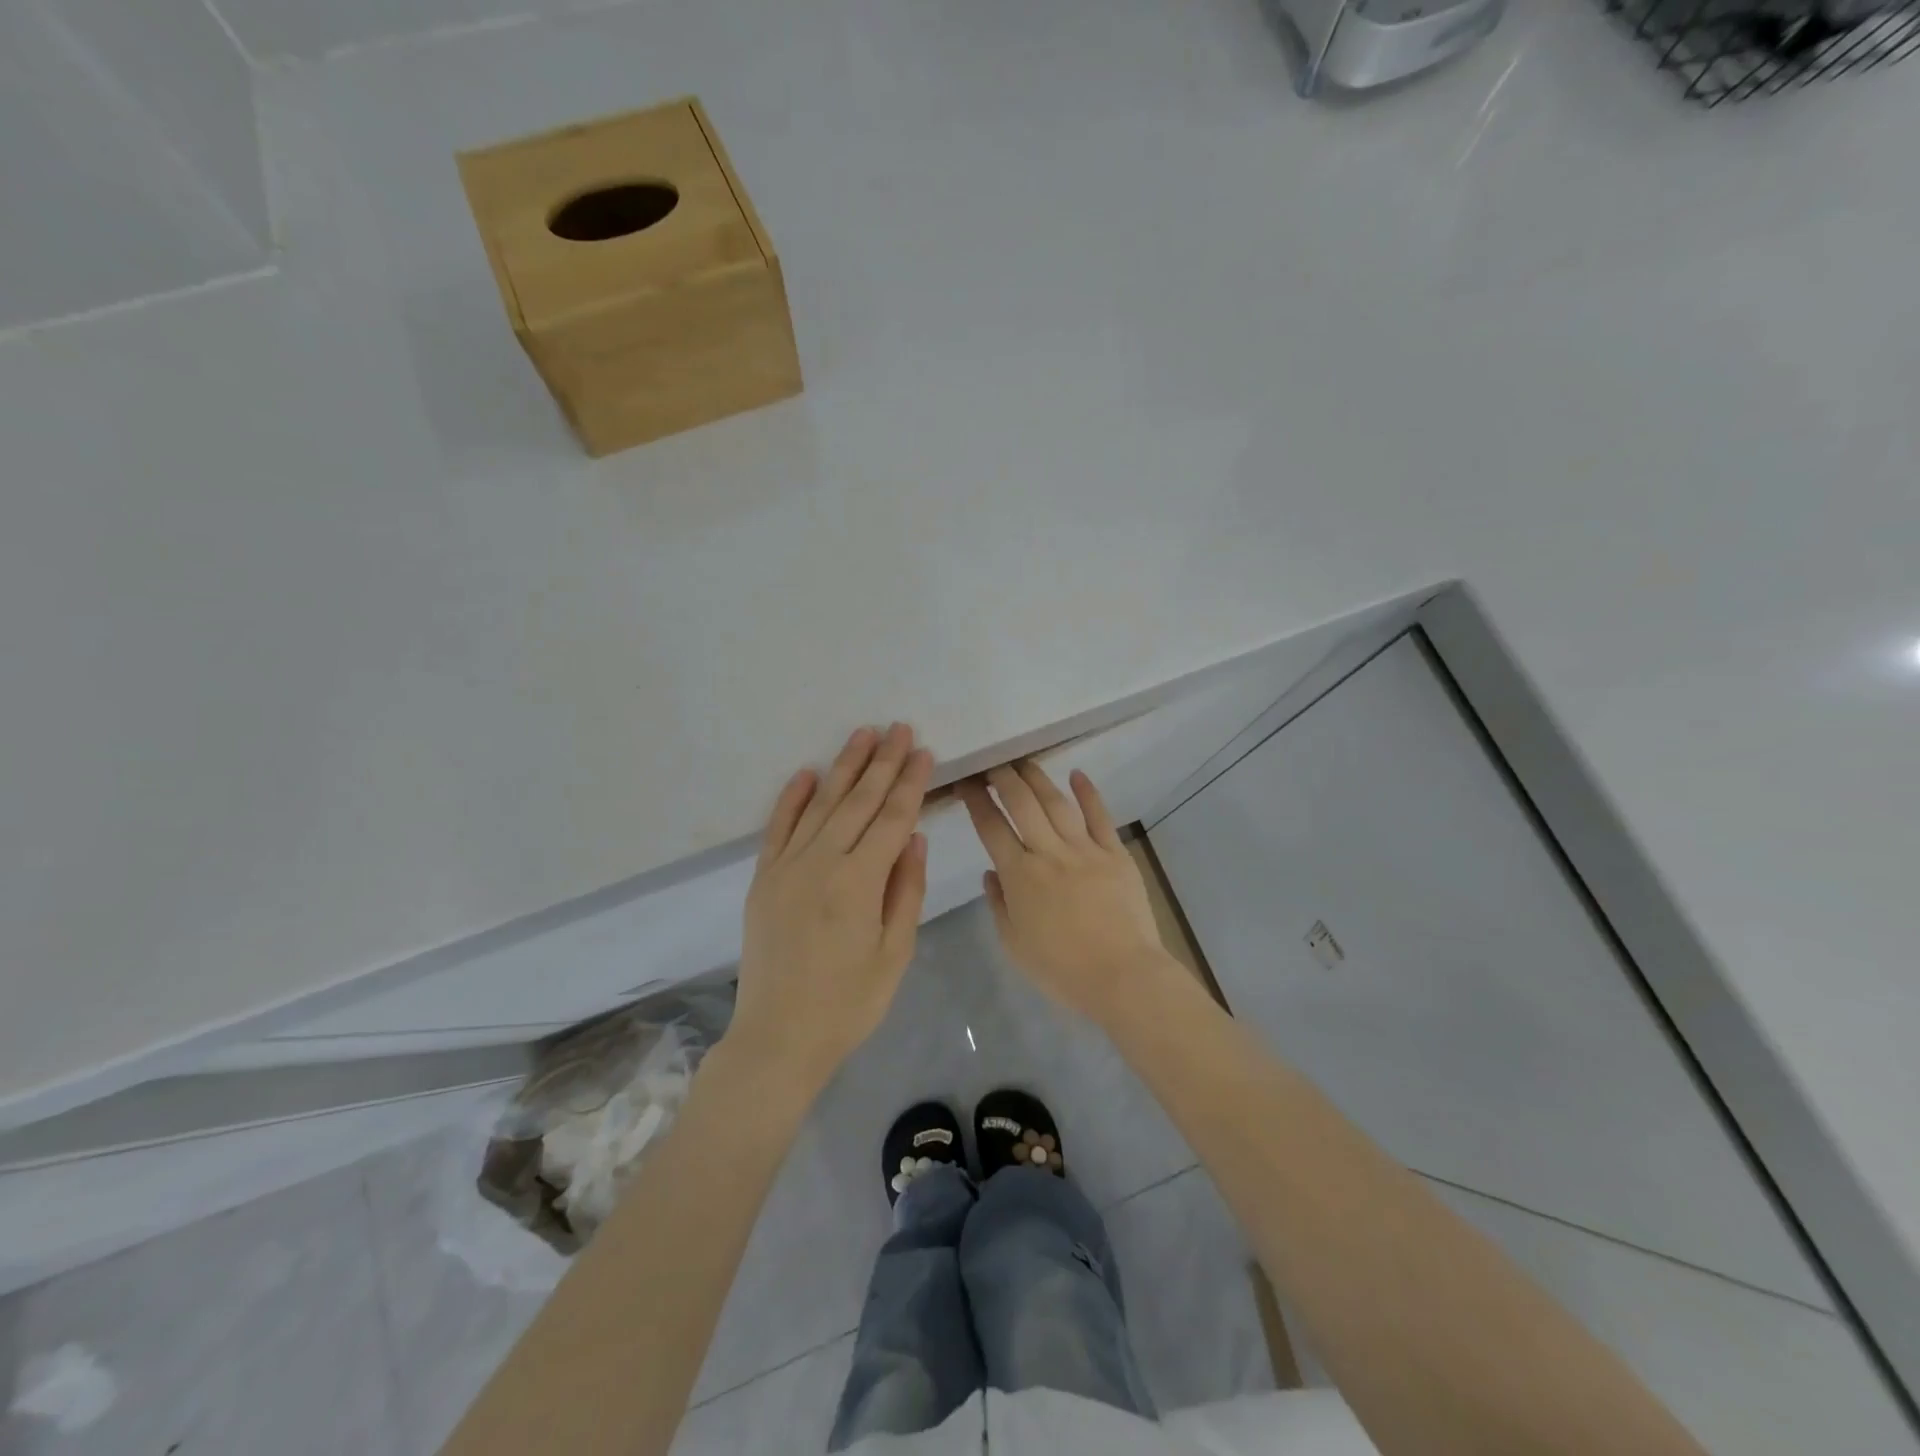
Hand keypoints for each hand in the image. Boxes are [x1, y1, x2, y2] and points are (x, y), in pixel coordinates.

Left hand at [731, 724, 932, 1089]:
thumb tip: (914, 836)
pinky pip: (778, 827)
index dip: (910, 783)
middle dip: (882, 762)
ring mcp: (786, 867)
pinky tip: (808, 772)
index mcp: (858, 883)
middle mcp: (820, 863)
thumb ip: (905, 890)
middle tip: (899, 728)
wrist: (778, 1037)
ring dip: (843, 767)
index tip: (924, 751)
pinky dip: (793, 797)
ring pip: (821, 805)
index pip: (892, 819)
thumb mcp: (894, 954)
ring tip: (863, 734)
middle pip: (857, 801)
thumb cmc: (848, 1003)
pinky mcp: (763, 878)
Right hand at [960, 762, 1174, 1026]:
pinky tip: (1077, 774)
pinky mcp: (1115, 854)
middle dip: (1004, 778)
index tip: (967, 782)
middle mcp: (1049, 853)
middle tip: (994, 763)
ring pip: (1057, 803)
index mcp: (1020, 876)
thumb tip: (991, 872)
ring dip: (1038, 778)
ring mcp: (1085, 850)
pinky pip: (1100, 817)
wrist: (1122, 976)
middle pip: (1022, 804)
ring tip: (1024, 762)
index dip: (977, 801)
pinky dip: (1088, 793)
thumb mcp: (1014, 944)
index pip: (991, 827)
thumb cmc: (1061, 970)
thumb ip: (999, 904)